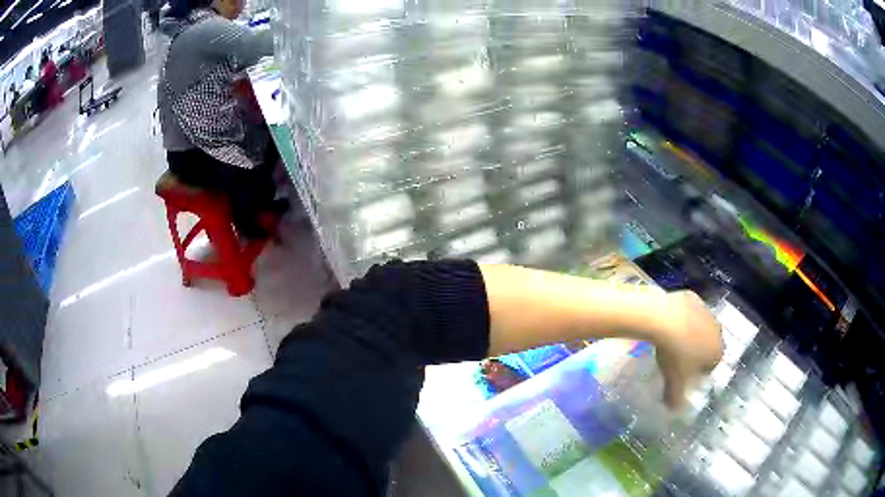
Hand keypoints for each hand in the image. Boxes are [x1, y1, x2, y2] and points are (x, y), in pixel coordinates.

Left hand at [653, 291, 722, 409]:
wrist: (664, 319)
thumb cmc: (674, 354)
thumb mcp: (674, 382)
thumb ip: (676, 398)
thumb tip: (674, 411)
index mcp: (716, 350)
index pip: (712, 364)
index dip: (698, 371)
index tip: (684, 374)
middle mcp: (716, 329)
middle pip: (708, 343)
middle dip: (697, 351)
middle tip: (677, 358)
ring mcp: (706, 310)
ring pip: (700, 325)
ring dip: (690, 333)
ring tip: (672, 341)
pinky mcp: (692, 296)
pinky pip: (689, 310)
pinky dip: (682, 316)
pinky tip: (668, 322)